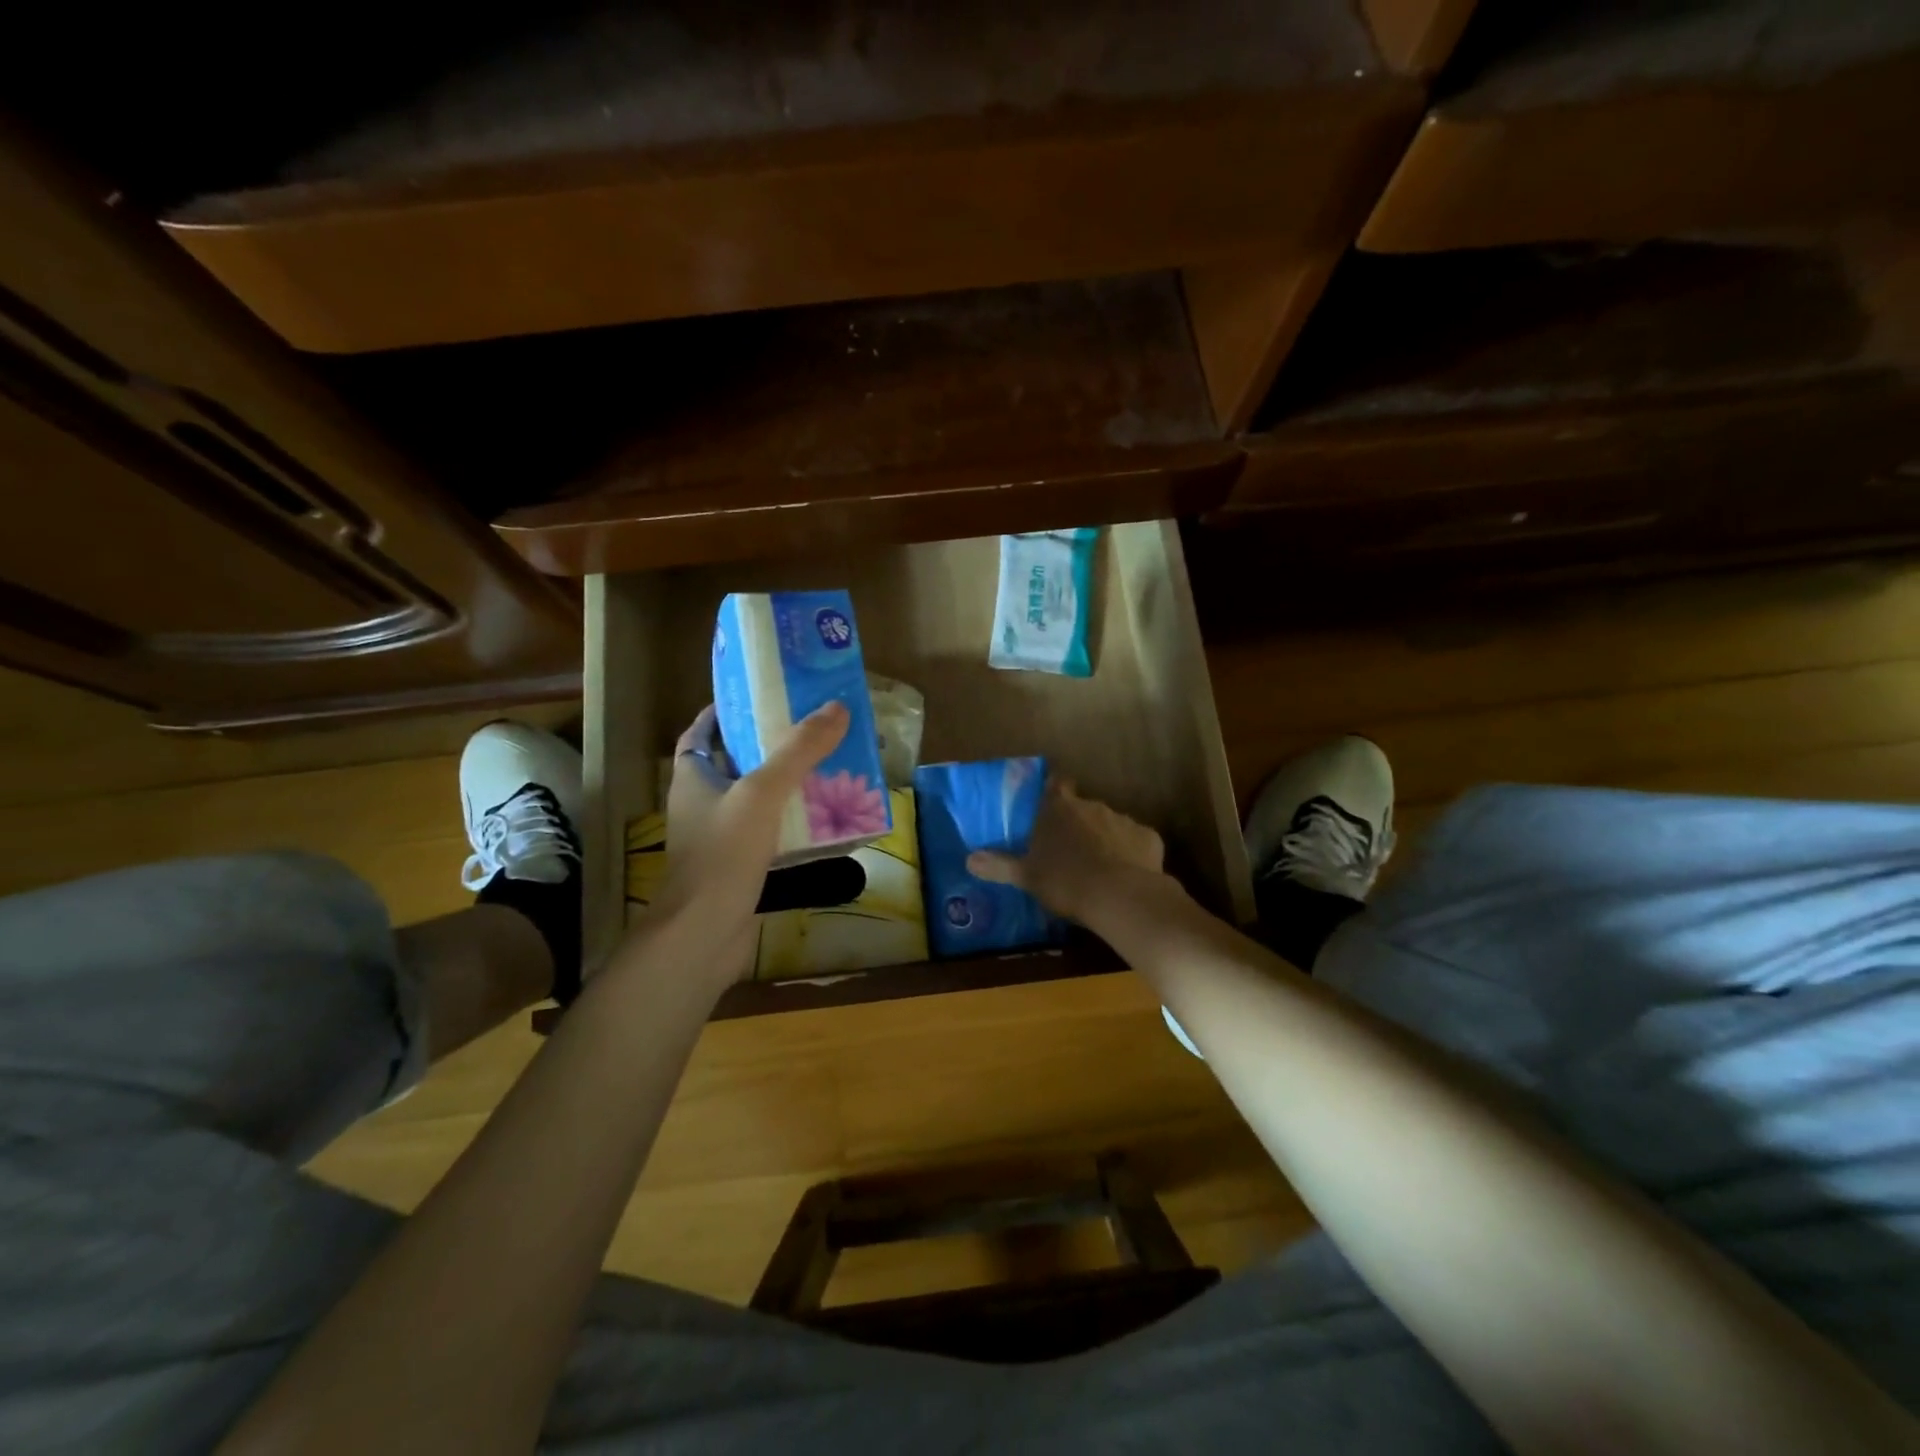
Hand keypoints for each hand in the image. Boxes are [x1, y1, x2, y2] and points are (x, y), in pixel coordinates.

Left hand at [636, 701, 848, 984]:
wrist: (704, 936)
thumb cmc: (723, 855)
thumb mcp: (762, 793)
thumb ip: (799, 751)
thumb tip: (836, 709)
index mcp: (693, 778)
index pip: (702, 732)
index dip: (727, 711)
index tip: (763, 695)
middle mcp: (702, 803)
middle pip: (736, 762)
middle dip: (771, 745)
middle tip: (812, 729)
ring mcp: (720, 837)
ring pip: (757, 799)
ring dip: (787, 784)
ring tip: (829, 766)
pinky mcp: (740, 866)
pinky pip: (770, 832)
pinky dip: (793, 821)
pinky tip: (826, 817)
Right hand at [967, 779, 1167, 923]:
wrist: (1121, 897)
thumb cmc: (1065, 881)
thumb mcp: (1026, 876)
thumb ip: (998, 865)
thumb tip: (969, 859)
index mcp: (1060, 808)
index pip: (1056, 784)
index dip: (1054, 792)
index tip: (1050, 806)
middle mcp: (1092, 806)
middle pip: (1083, 807)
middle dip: (1078, 823)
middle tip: (1070, 849)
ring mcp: (1123, 820)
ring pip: (1110, 824)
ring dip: (1104, 839)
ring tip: (1099, 868)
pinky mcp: (1149, 838)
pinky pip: (1135, 842)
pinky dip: (1130, 854)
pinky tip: (1126, 876)